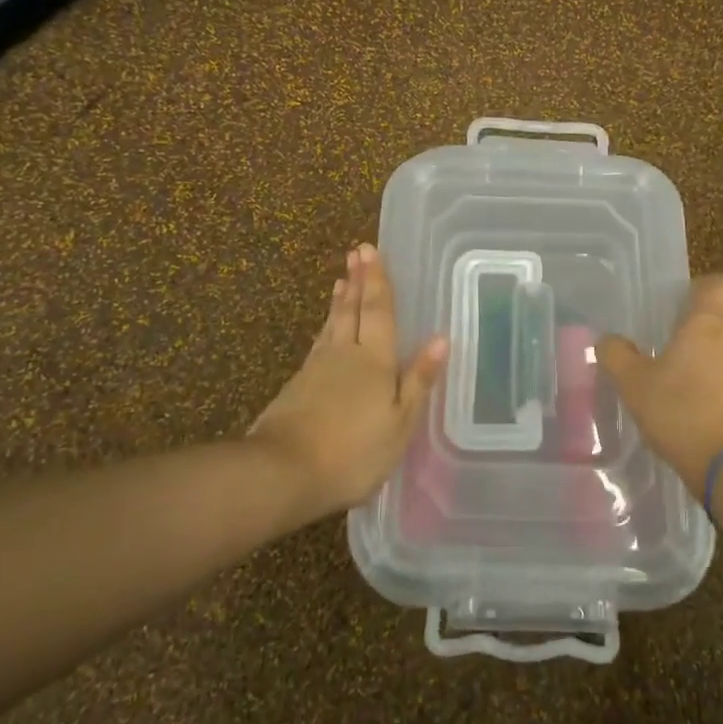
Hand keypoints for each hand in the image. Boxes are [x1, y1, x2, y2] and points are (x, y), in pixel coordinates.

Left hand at [250, 244, 448, 517]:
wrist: (282, 472)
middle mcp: (345, 354)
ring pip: (332, 324)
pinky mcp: (297, 386)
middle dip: (357, 280)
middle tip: (356, 252)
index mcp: (375, 360)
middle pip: (351, 309)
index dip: (377, 281)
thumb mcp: (399, 423)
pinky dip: (326, 327)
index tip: (370, 250)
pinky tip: (326, 331)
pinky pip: (319, 343)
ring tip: (341, 281)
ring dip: (340, 301)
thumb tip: (440, 338)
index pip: (378, 311)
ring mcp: (317, 368)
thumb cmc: (353, 452)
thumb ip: (418, 380)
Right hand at [597, 274, 722, 495]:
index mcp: (710, 321)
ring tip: (704, 402)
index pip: (716, 283)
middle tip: (680, 369)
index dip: (701, 292)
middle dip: (707, 339)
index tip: (684, 312)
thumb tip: (607, 339)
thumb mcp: (634, 387)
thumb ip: (617, 355)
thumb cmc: (683, 415)